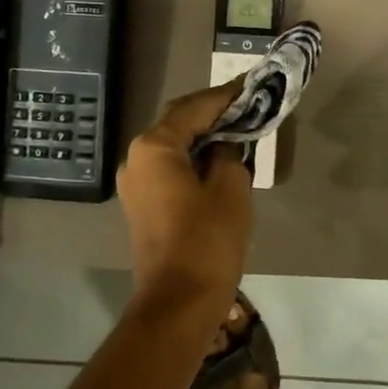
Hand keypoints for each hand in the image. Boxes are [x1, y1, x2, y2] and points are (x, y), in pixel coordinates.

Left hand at [117, 81, 252, 316]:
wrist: (177, 304)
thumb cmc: (206, 242)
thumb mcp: (229, 189)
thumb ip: (228, 153)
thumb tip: (224, 143)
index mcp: (154, 146)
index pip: (194, 107)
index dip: (226, 95)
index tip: (252, 83)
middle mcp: (136, 157)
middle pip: (179, 122)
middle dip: (213, 112)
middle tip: (247, 103)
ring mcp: (135, 182)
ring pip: (173, 145)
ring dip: (204, 135)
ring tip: (239, 127)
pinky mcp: (142, 203)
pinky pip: (169, 167)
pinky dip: (194, 157)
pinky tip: (219, 158)